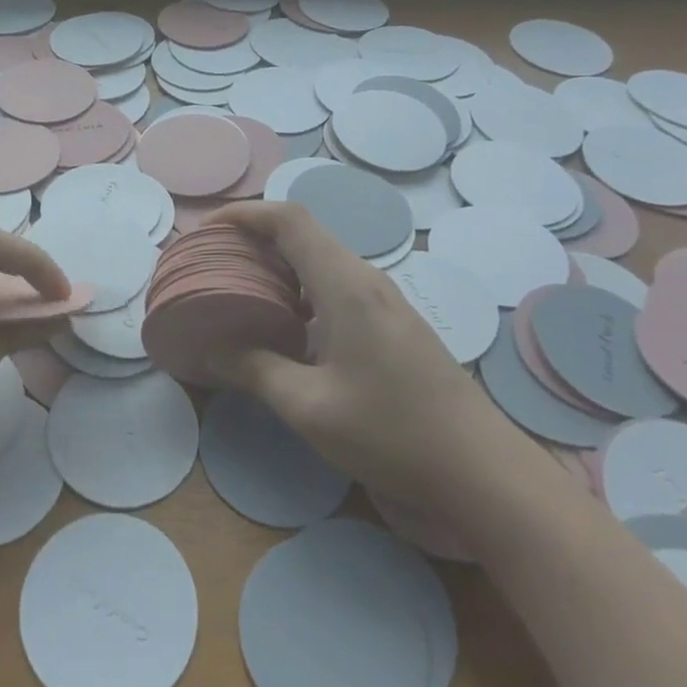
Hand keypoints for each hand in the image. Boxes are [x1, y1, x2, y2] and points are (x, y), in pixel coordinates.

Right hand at [203, 200, 514, 512]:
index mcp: (345, 284)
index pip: (289, 219)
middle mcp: (365, 279)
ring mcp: (383, 301)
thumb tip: (211, 348)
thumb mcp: (310, 407)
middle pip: (303, 234)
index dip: (244, 214)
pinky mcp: (392, 325)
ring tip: (237, 291)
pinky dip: (298, 291)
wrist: (481, 472)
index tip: (205, 230)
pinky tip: (282, 327)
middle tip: (212, 263)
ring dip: (276, 266)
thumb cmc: (392, 433)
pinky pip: (336, 287)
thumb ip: (255, 369)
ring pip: (320, 261)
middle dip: (253, 238)